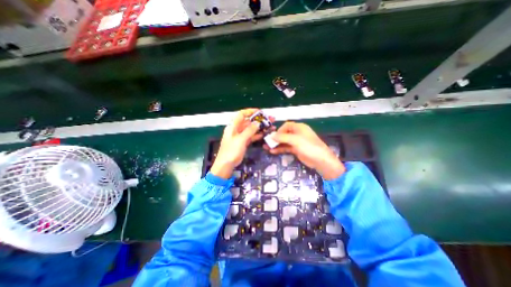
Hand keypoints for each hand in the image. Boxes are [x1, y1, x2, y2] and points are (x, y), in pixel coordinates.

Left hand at [211, 108, 267, 177]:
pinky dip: (258, 135)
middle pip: (249, 122)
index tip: (260, 112)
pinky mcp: (244, 142)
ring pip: (251, 129)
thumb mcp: (240, 139)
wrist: (226, 165)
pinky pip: (252, 136)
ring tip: (271, 126)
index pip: (242, 114)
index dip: (250, 111)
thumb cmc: (231, 151)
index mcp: (233, 126)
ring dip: (260, 127)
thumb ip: (249, 131)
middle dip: (259, 120)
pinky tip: (265, 134)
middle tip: (270, 119)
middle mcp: (237, 129)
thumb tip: (257, 123)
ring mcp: (241, 136)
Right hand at [266, 121, 344, 179]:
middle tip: (266, 143)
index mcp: (299, 127)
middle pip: (284, 134)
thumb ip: (282, 137)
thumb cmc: (308, 146)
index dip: (279, 130)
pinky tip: (273, 152)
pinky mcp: (296, 150)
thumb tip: (271, 136)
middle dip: (275, 138)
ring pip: (284, 142)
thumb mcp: (295, 140)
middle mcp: (297, 133)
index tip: (273, 136)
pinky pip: (286, 148)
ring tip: (266, 148)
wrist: (320, 160)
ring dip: (276, 144)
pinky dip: (280, 149)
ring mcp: (296, 142)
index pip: (286, 125)